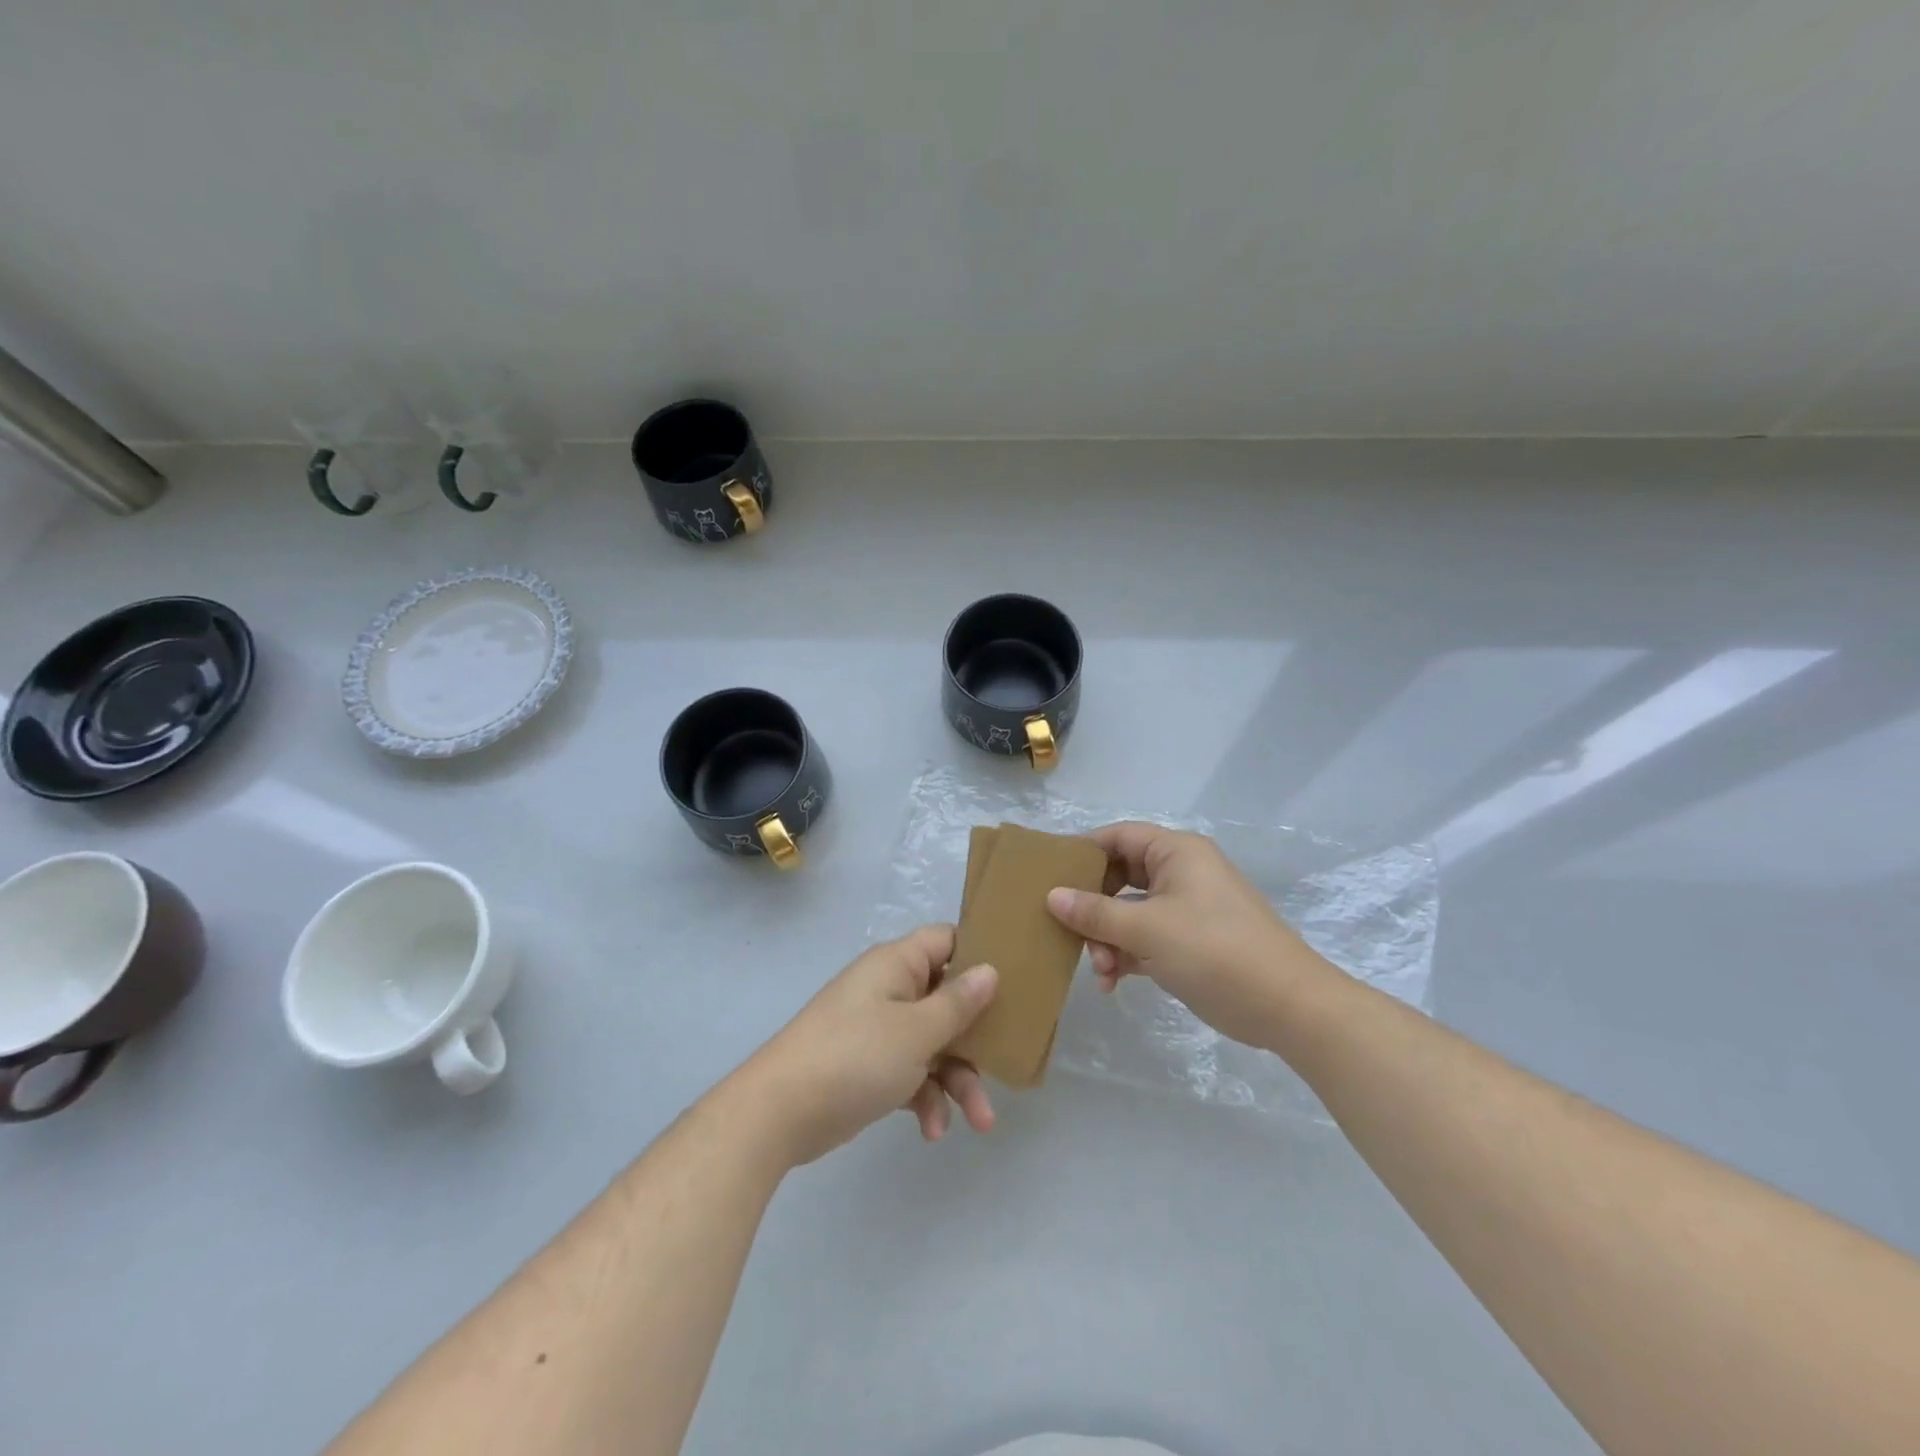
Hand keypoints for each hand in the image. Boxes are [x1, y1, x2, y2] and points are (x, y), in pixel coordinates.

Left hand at [737, 925, 998, 1166]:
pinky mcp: (869, 1066)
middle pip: (948, 1000)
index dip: (980, 955)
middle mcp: (889, 989)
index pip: (948, 940)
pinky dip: (925, 1098)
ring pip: (934, 1043)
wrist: (778, 1114)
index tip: (1016, 980)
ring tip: (979, 1122)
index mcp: (898, 964)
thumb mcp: (916, 1031)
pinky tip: (932, 1131)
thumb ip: (957, 1003)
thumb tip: (990, 970)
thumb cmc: (855, 1056)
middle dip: (976, 1038)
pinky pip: (911, 1072)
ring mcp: (878, 1029)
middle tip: (1005, 1065)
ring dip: (957, 1080)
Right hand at [1046, 823, 1325, 1048]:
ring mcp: (1187, 909)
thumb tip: (1052, 896)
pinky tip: (1112, 983)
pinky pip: (1146, 937)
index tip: (1050, 877)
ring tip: (1100, 971)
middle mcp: (1180, 873)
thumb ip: (1095, 913)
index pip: (1118, 837)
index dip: (1083, 852)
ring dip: (1108, 939)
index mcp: (1176, 853)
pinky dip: (1127, 955)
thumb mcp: (1147, 930)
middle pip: (1120, 877)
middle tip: (1071, 932)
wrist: (1287, 1006)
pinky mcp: (1191, 942)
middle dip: (1093, 908)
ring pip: (1130, 912)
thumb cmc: (1214, 950)